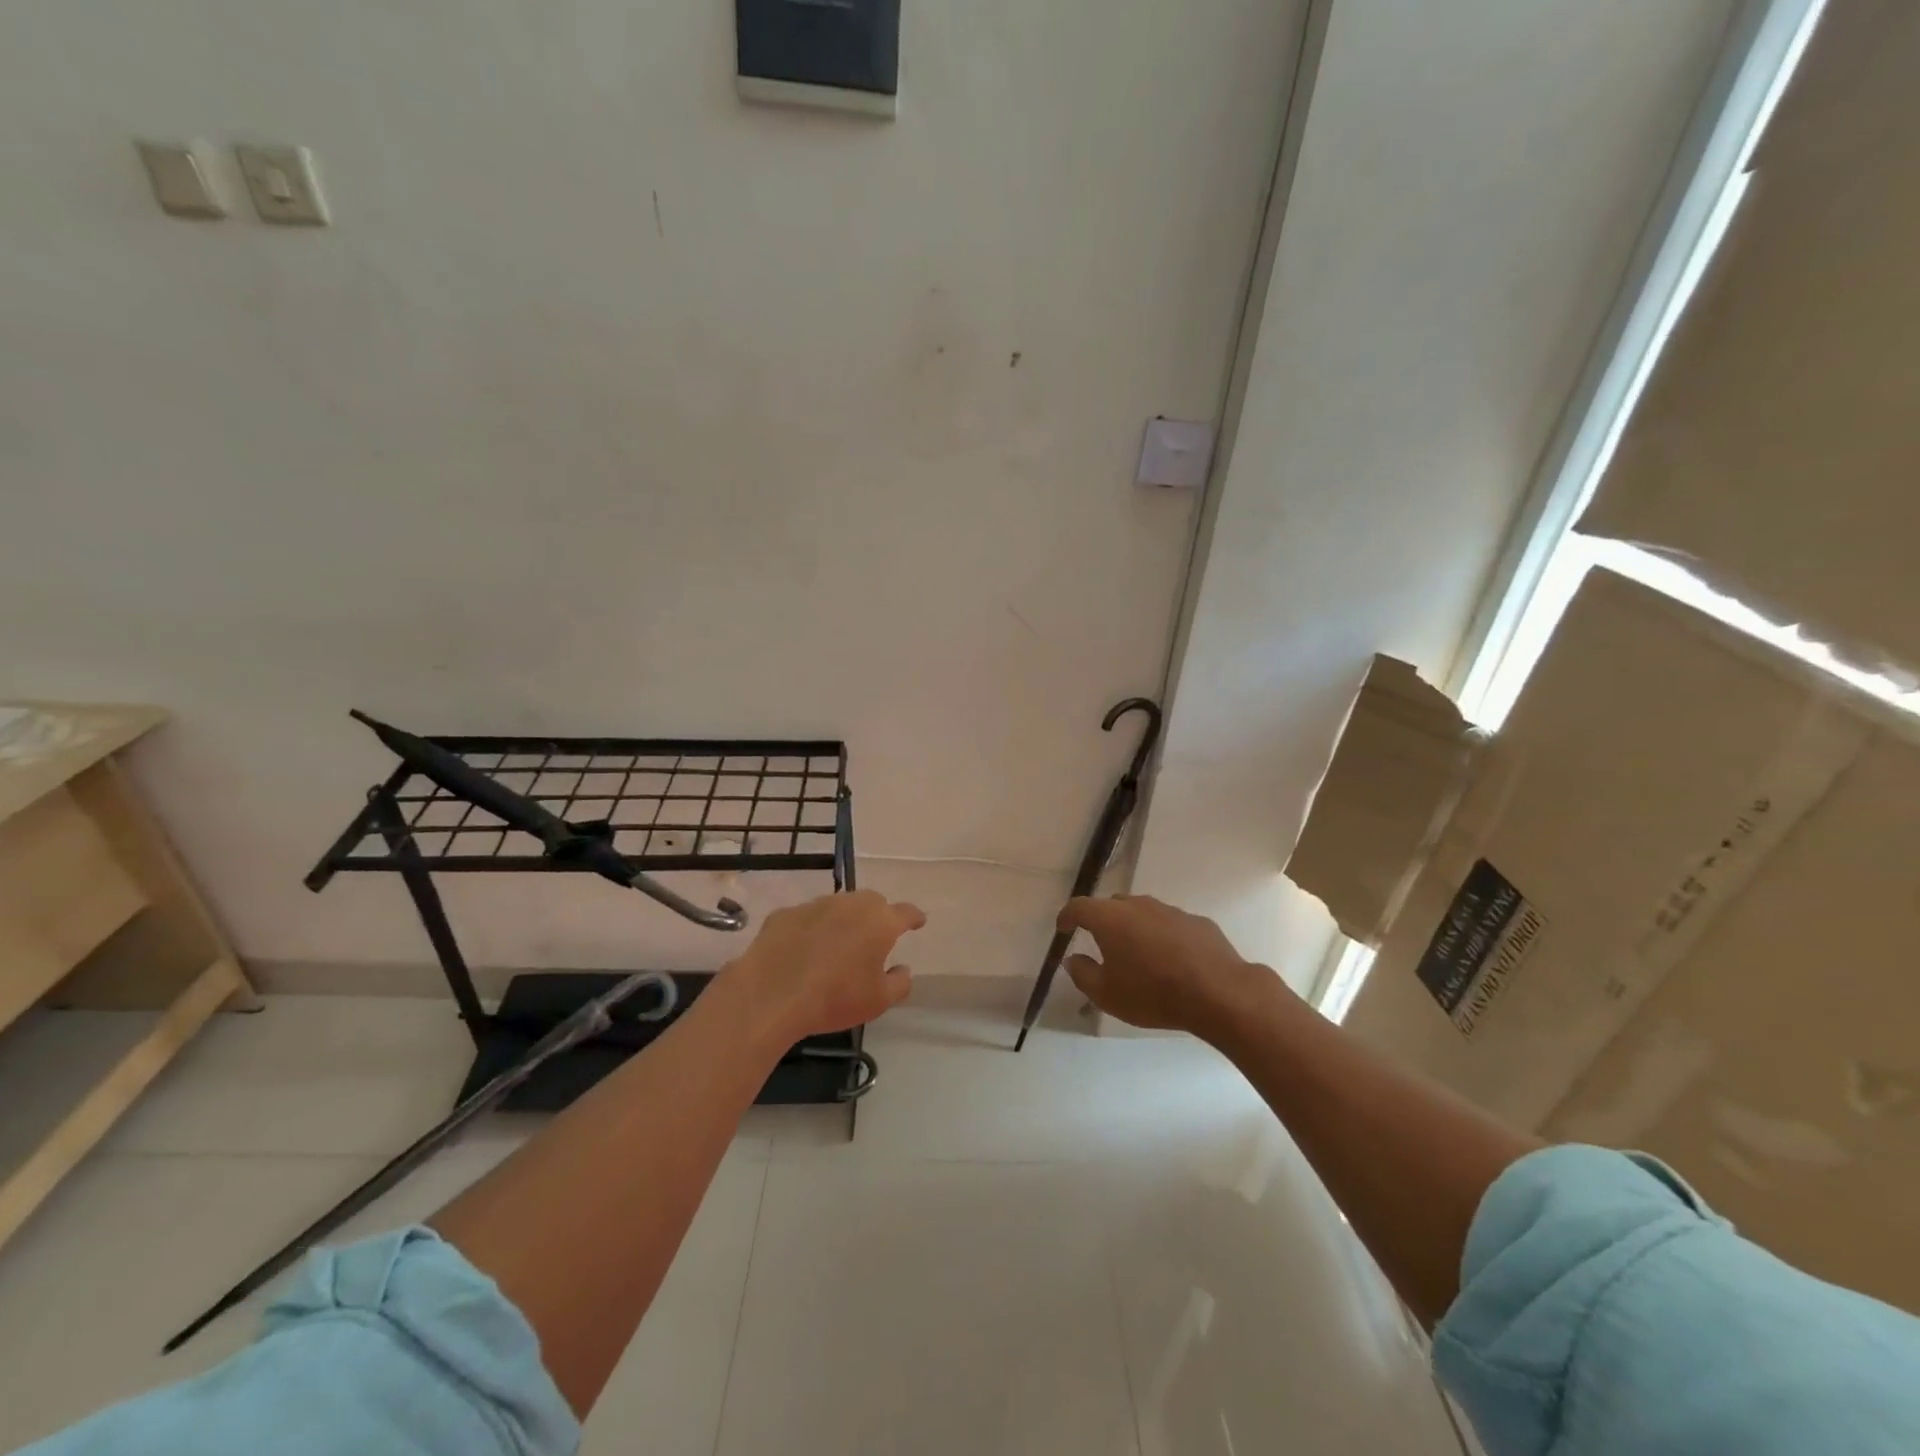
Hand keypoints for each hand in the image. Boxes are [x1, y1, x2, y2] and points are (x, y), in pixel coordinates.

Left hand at [724, 890, 923, 1043]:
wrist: (771, 994)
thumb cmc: (835, 998)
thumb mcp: (878, 1001)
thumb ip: (899, 983)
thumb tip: (903, 969)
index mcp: (880, 922)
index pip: (905, 912)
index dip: (914, 917)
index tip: (918, 922)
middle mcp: (850, 904)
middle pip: (872, 902)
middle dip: (877, 916)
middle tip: (874, 938)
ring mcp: (815, 905)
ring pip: (838, 906)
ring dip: (843, 921)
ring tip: (837, 945)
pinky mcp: (785, 914)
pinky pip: (806, 918)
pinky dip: (811, 930)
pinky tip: (802, 951)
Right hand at [1059, 894, 1282, 1042]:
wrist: (1219, 993)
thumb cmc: (1153, 994)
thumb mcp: (1107, 994)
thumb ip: (1083, 974)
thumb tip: (1072, 959)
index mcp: (1110, 918)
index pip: (1079, 907)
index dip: (1067, 916)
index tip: (1062, 927)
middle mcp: (1138, 905)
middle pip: (1112, 905)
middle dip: (1102, 920)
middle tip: (1100, 943)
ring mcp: (1170, 910)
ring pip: (1143, 912)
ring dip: (1134, 928)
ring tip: (1137, 954)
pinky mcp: (1197, 921)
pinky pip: (1170, 924)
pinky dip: (1162, 936)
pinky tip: (1171, 959)